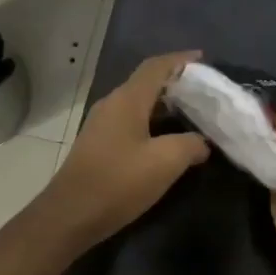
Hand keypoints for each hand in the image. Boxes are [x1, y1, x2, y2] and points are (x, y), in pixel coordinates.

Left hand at [36, 51, 208, 250]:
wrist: (70, 215)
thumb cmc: (118, 182)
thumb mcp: (166, 162)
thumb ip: (191, 145)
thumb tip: (203, 142)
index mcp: (127, 100)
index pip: (156, 66)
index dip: (180, 60)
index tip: (204, 59)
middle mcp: (113, 105)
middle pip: (147, 83)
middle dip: (177, 83)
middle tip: (205, 92)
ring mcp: (103, 125)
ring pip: (140, 104)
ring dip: (166, 106)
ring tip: (194, 115)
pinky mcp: (100, 145)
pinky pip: (133, 122)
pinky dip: (154, 123)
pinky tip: (170, 140)